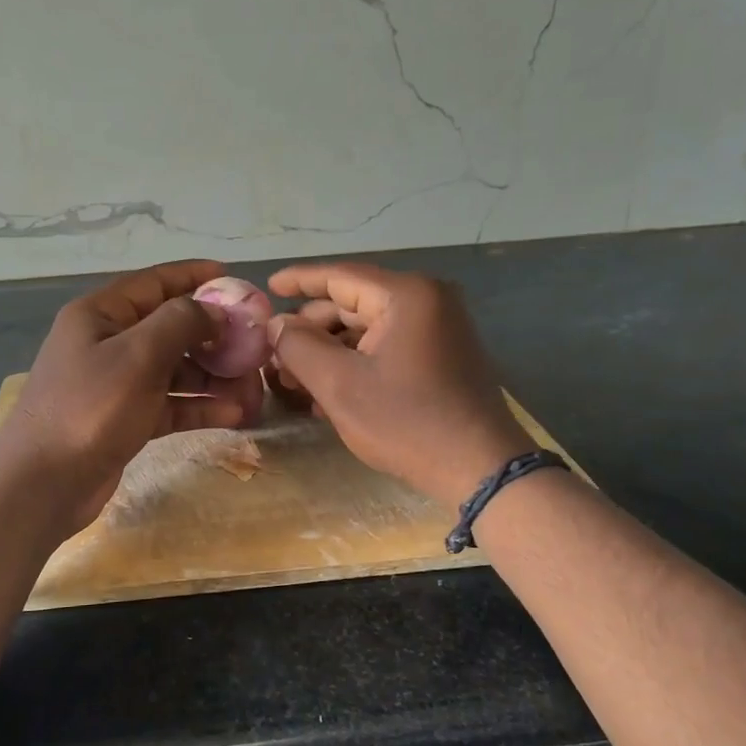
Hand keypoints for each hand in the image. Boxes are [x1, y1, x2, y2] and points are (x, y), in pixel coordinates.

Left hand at [0, 260, 264, 533]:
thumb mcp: (138, 355)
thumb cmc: (90, 408)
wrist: (43, 483)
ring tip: (254, 389)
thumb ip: (180, 322)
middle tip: (255, 347)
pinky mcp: (126, 419)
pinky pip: (170, 403)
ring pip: (175, 369)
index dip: (196, 277)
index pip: (155, 282)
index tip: (237, 280)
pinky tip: (235, 414)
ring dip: (214, 376)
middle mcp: (108, 342)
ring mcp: (117, 383)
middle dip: (215, 337)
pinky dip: (199, 406)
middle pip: (171, 328)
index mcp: (101, 314)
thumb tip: (214, 310)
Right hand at [266, 263, 531, 507]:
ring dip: (329, 352)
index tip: (265, 288)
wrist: (480, 469)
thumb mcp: (339, 385)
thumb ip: (298, 347)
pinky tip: (326, 392)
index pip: (339, 276)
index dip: (298, 280)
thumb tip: (276, 325)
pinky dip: (355, 363)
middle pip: (352, 304)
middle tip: (274, 356)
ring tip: (293, 380)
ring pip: (367, 330)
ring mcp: (438, 329)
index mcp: (406, 295)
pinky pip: (386, 348)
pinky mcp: (441, 356)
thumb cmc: (406, 422)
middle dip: (310, 330)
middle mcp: (427, 301)